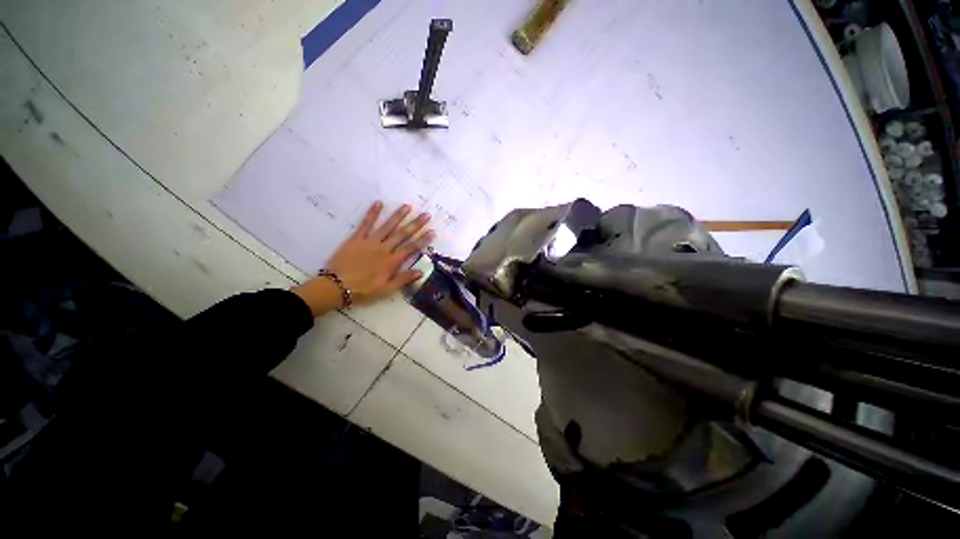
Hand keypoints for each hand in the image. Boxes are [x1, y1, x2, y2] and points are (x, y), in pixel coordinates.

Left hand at [293, 202, 433, 315]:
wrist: (336, 286)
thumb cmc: (363, 290)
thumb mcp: (386, 289)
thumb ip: (403, 279)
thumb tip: (421, 271)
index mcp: (392, 262)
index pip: (411, 248)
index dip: (423, 239)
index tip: (432, 231)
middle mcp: (384, 249)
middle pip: (403, 234)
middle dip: (416, 224)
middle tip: (426, 215)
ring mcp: (370, 242)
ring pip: (387, 226)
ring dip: (398, 216)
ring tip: (407, 206)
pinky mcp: (356, 238)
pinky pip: (365, 224)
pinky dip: (372, 213)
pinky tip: (378, 203)